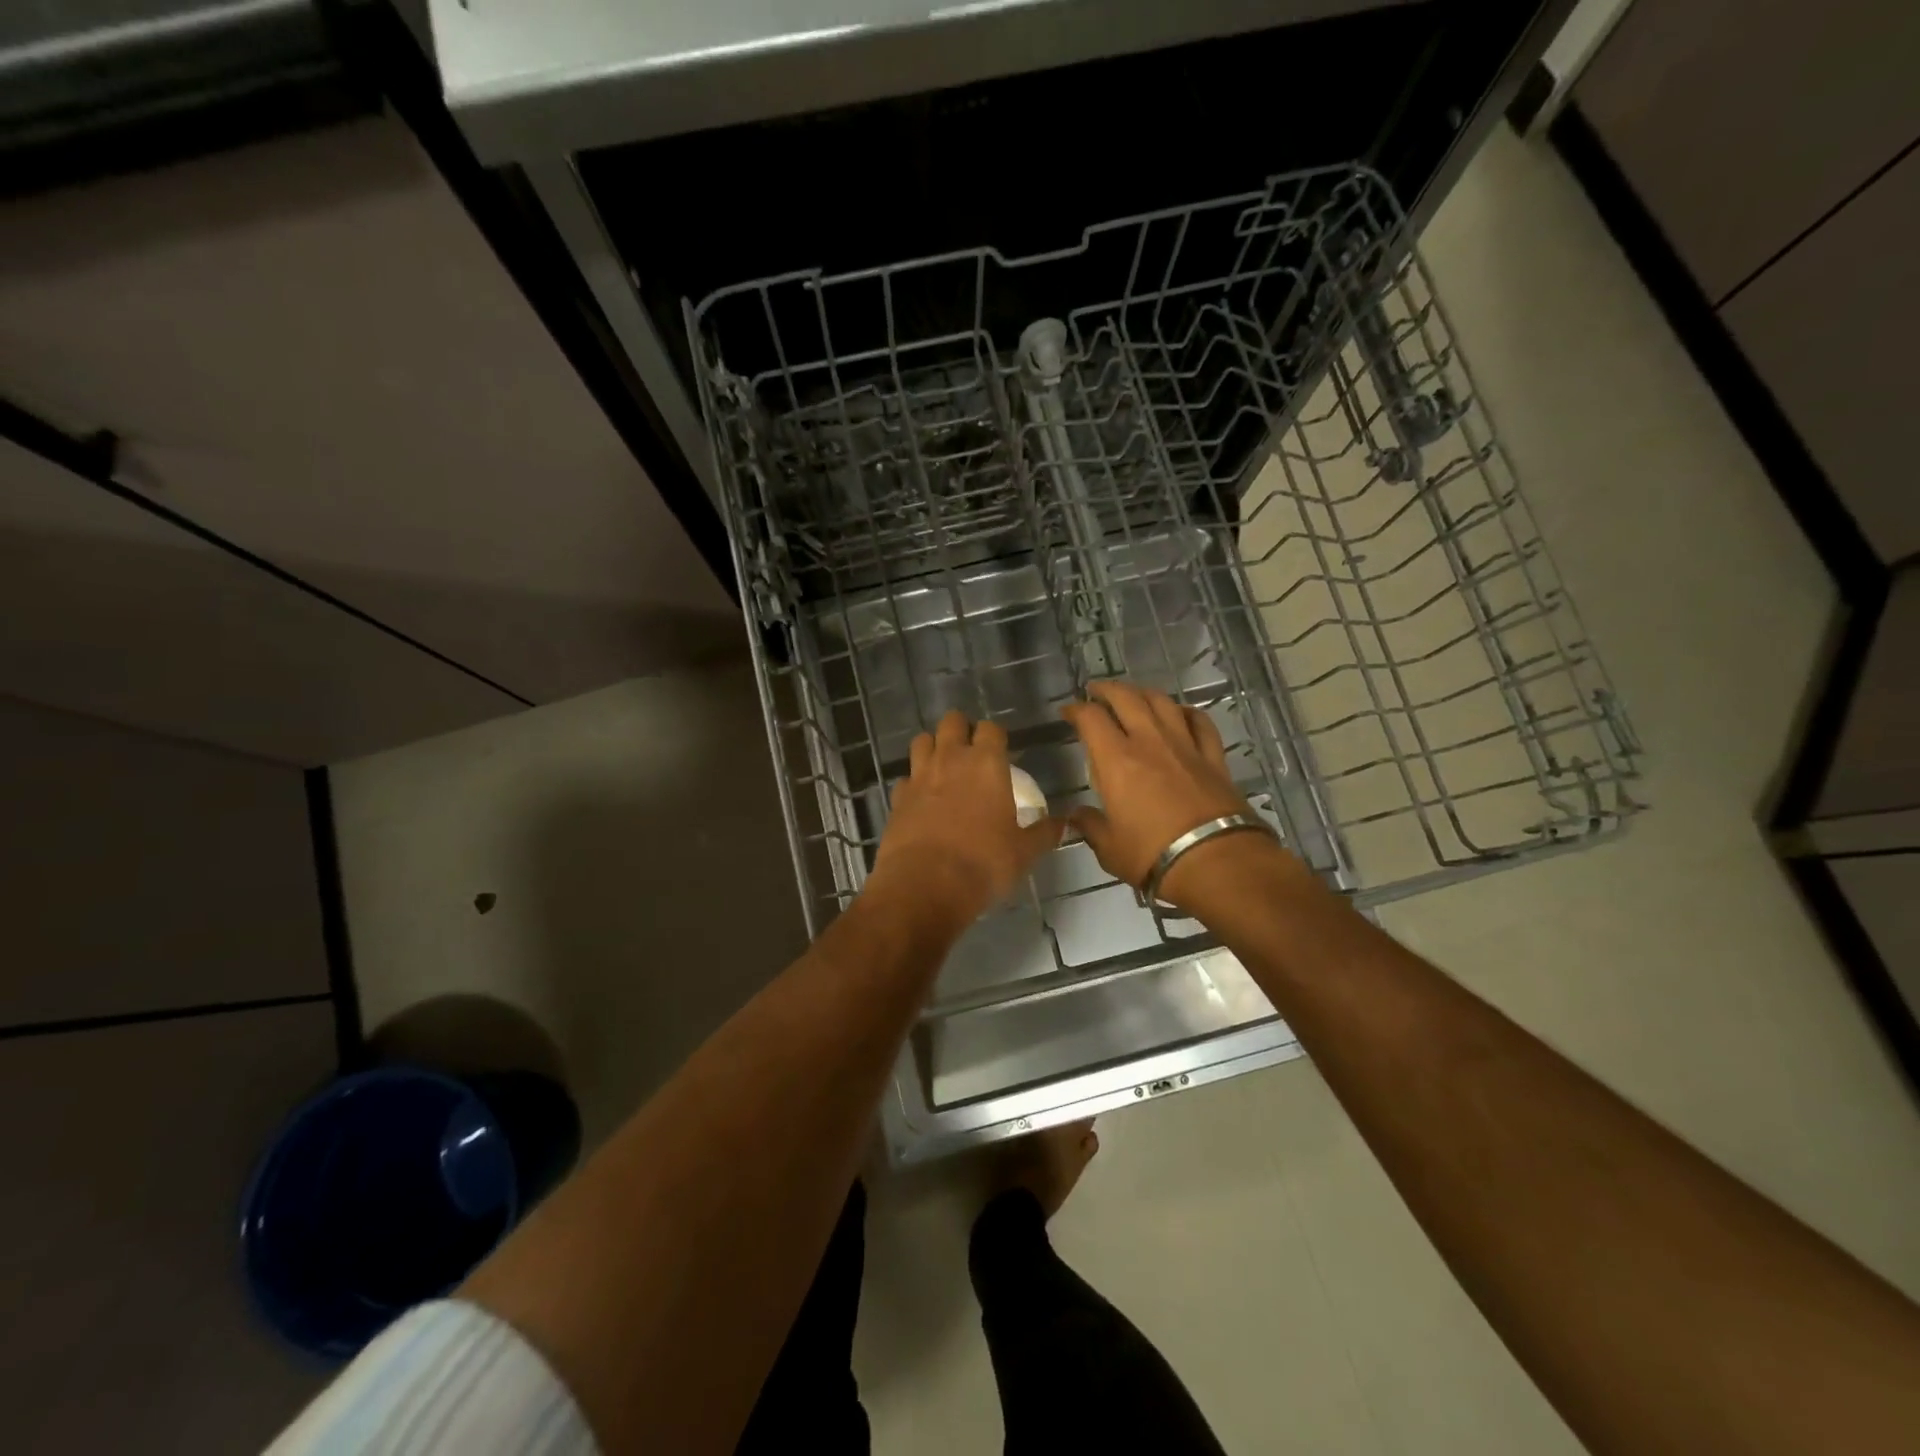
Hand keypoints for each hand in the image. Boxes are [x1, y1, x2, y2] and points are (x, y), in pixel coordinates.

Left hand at [869, 710, 1062, 924]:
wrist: (925, 885)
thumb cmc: (983, 863)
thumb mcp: (1024, 852)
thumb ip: (1044, 833)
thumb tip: (1064, 824)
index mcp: (987, 763)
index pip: (990, 729)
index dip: (995, 735)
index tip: (1000, 749)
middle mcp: (951, 759)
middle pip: (952, 722)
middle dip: (961, 729)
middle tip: (970, 750)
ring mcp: (919, 776)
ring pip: (922, 740)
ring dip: (933, 746)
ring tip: (943, 765)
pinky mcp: (897, 797)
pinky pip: (905, 778)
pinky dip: (913, 782)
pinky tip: (921, 799)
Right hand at [1060, 681, 1271, 907]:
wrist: (1215, 861)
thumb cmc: (1152, 854)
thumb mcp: (1109, 848)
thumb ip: (1091, 827)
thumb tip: (1077, 817)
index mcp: (1116, 760)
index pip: (1091, 719)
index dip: (1075, 710)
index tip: (1068, 712)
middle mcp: (1149, 742)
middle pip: (1126, 698)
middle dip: (1107, 690)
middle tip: (1096, 691)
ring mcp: (1185, 745)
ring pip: (1163, 702)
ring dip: (1144, 693)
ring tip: (1134, 696)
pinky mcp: (1213, 757)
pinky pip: (1200, 722)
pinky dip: (1187, 712)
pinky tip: (1181, 713)